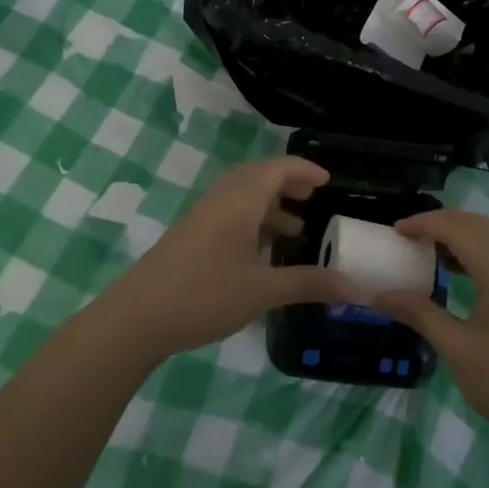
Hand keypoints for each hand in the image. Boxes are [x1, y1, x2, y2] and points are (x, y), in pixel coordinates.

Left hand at [103, 157, 354, 360]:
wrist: (136, 318)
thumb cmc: (204, 296)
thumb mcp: (262, 292)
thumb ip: (307, 284)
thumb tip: (352, 286)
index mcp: (239, 202)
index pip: (276, 169)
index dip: (303, 169)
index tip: (327, 181)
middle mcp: (220, 201)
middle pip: (257, 177)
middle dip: (287, 183)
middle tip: (313, 198)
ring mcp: (201, 218)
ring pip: (241, 197)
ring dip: (269, 205)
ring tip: (295, 230)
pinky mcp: (189, 237)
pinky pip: (228, 214)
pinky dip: (251, 221)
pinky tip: (260, 254)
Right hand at [375, 209, 488, 459]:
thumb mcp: (458, 350)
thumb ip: (420, 314)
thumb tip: (382, 295)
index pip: (456, 228)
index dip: (424, 224)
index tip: (395, 232)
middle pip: (478, 225)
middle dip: (442, 224)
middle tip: (410, 238)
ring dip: (463, 237)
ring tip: (431, 255)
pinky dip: (481, 253)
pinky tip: (465, 277)